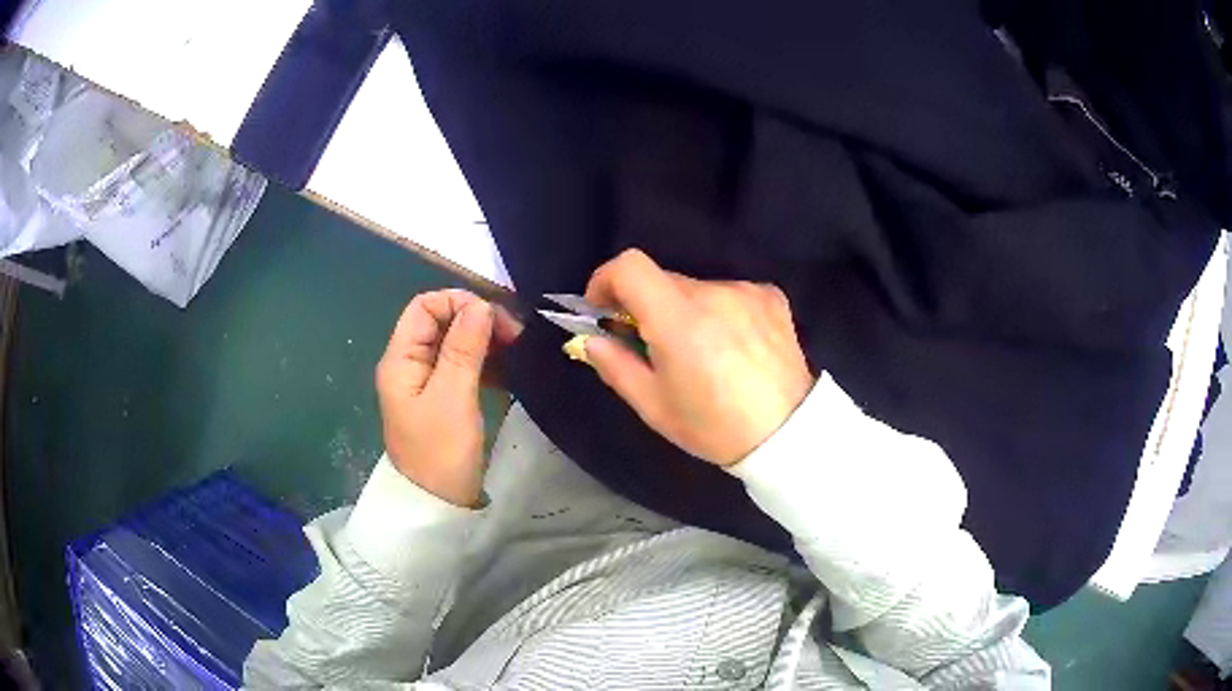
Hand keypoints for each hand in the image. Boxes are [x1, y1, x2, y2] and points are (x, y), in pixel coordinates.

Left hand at [375, 289, 520, 505]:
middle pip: (441, 322)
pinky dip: (486, 363)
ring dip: (485, 341)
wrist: (438, 506)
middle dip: (476, 320)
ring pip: (455, 344)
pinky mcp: (443, 398)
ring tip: (518, 350)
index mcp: (401, 359)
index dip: (457, 302)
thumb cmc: (441, 452)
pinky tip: (510, 370)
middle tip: (514, 334)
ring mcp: (426, 382)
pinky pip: (464, 367)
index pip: (424, 307)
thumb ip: (464, 348)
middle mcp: (410, 364)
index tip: (494, 316)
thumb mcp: (453, 397)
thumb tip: (480, 303)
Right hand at [582, 250, 814, 466]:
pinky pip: (729, 294)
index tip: (603, 309)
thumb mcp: (654, 406)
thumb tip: (592, 339)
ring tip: (702, 354)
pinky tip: (733, 347)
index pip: (629, 266)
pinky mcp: (771, 296)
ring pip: (697, 289)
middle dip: (646, 305)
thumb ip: (614, 365)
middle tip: (652, 345)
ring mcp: (746, 291)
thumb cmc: (714, 428)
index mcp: (679, 320)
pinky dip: (720, 312)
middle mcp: (713, 293)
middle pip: (663, 280)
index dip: (606, 279)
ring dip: (686, 311)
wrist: (789, 434)